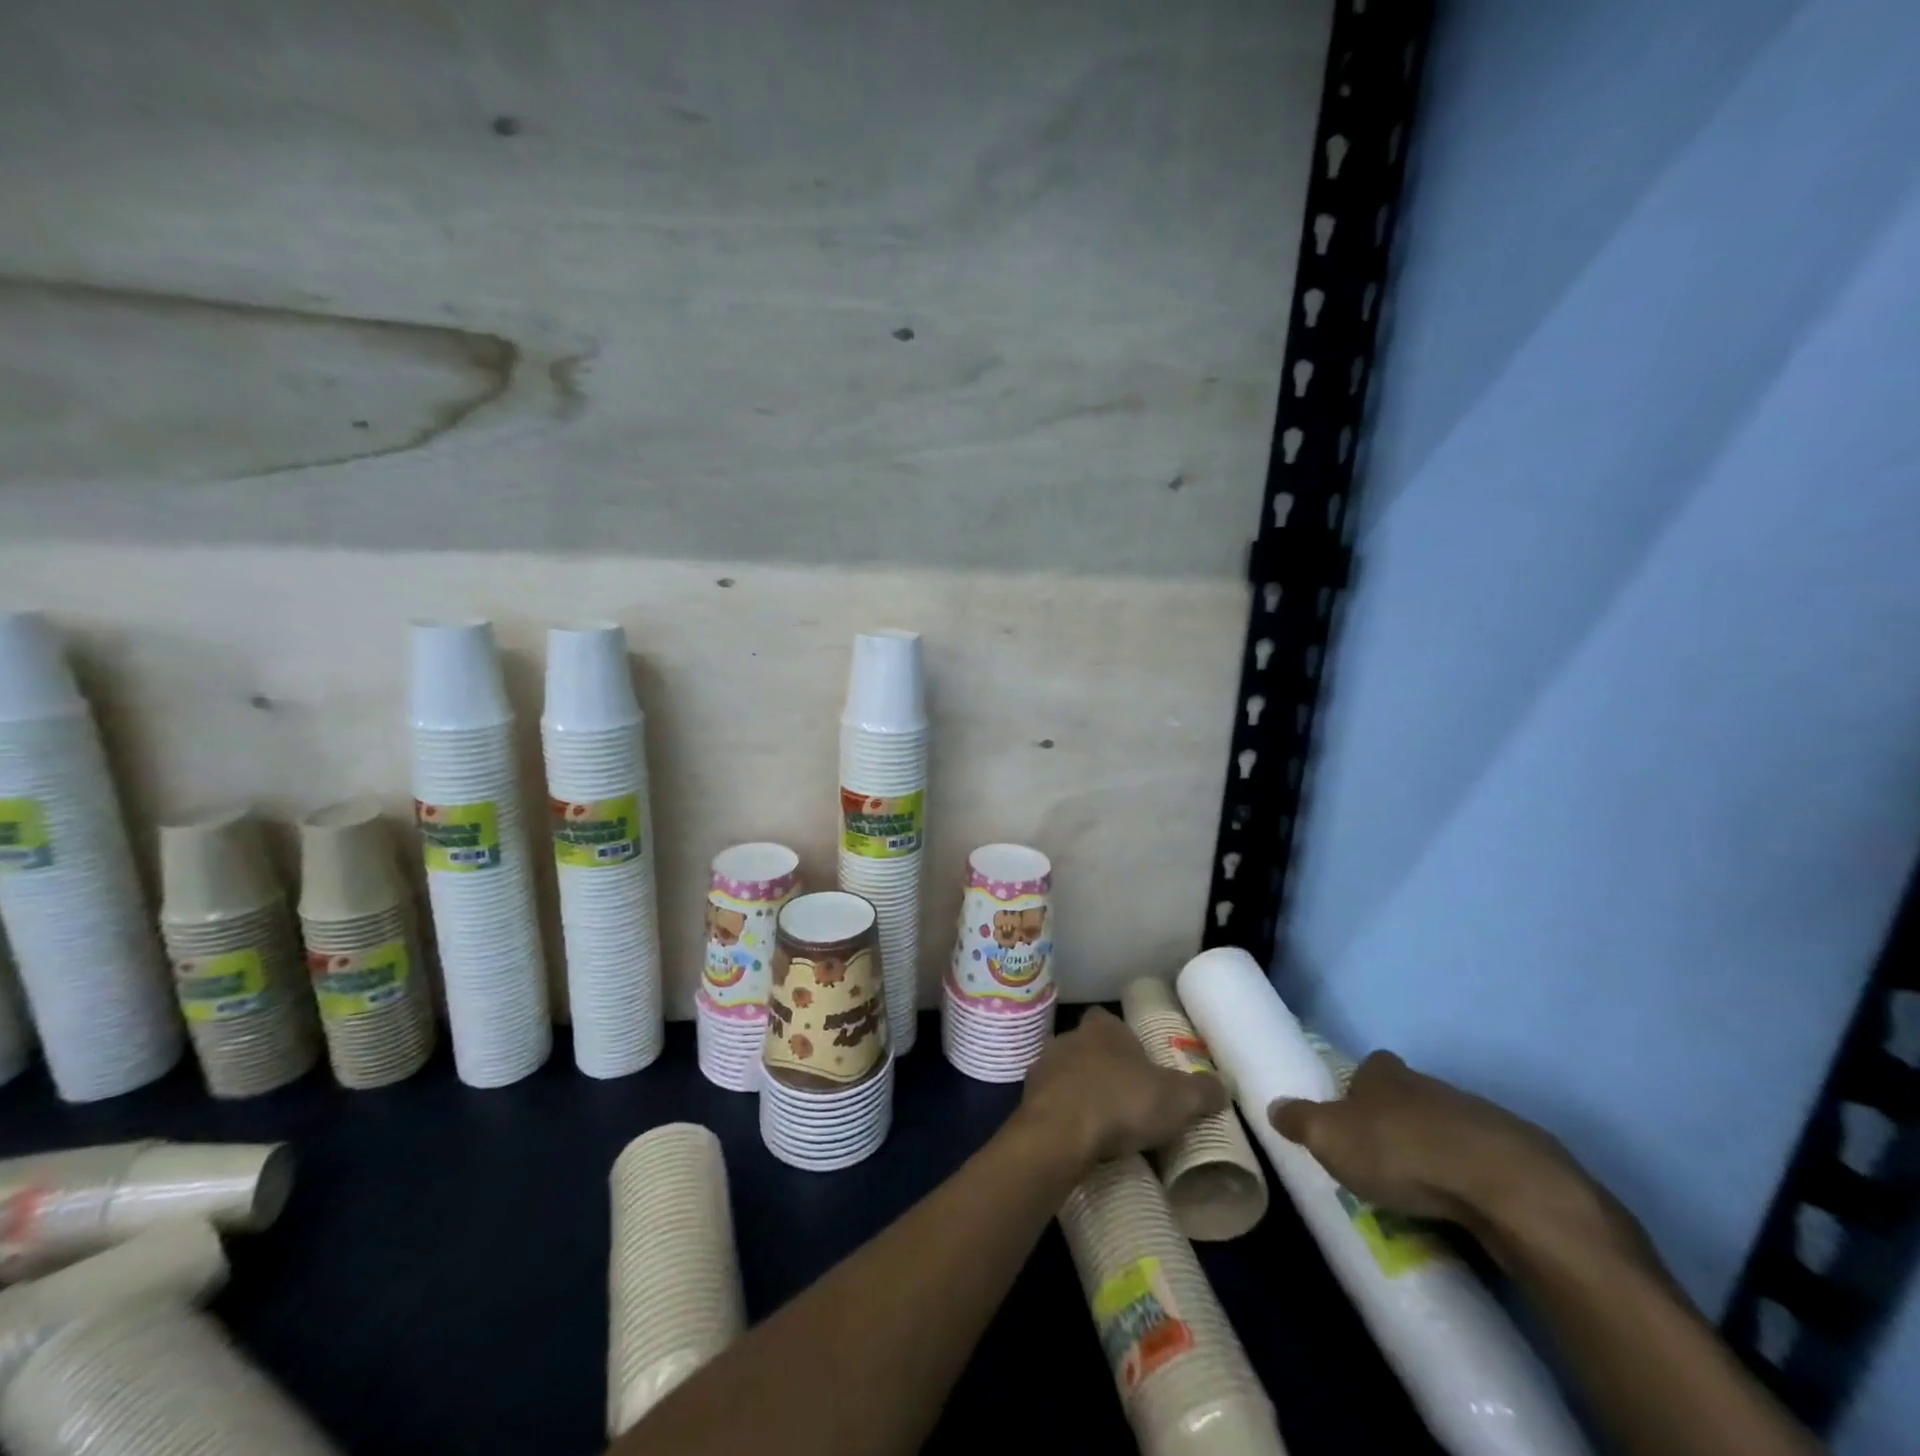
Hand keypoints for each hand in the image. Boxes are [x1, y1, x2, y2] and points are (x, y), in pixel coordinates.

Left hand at [1020, 1007, 1227, 1169]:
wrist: (1059, 1134)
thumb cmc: (1120, 1103)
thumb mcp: (1176, 1099)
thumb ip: (1201, 1090)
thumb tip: (1222, 1087)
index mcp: (1103, 1028)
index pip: (1110, 1020)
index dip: (1124, 1039)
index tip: (1139, 1063)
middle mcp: (1068, 1037)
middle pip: (1086, 1045)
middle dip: (1101, 1066)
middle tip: (1124, 1097)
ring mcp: (1043, 1066)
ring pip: (1064, 1072)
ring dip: (1078, 1090)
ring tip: (1101, 1122)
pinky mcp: (1027, 1099)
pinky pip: (1049, 1102)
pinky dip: (1061, 1115)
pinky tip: (1076, 1138)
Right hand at [1269, 1051, 1652, 1268]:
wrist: (1503, 1185)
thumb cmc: (1399, 1151)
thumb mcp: (1329, 1138)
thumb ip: (1300, 1121)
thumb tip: (1274, 1106)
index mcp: (1384, 1074)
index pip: (1368, 1068)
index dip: (1358, 1088)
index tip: (1352, 1116)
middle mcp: (1428, 1084)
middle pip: (1408, 1096)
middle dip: (1396, 1121)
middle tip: (1382, 1159)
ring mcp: (1478, 1116)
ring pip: (1447, 1127)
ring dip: (1436, 1150)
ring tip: (1422, 1190)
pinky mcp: (1518, 1155)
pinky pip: (1483, 1161)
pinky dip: (1471, 1177)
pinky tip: (1463, 1205)